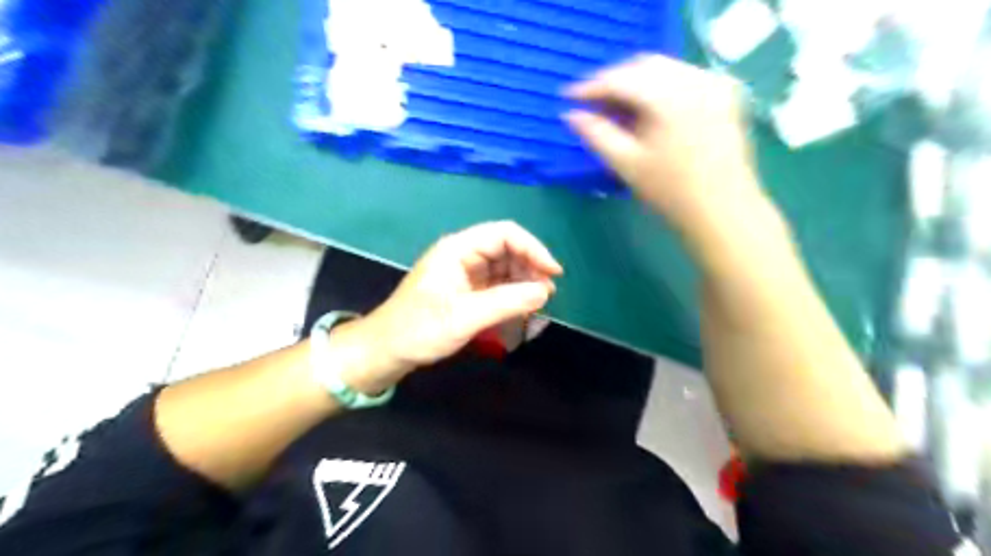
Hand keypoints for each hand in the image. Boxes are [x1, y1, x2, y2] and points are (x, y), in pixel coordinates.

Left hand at [335, 219, 559, 393]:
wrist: (386, 350)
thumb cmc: (419, 330)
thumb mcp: (465, 317)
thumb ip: (506, 302)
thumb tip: (545, 291)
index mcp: (457, 249)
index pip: (504, 234)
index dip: (533, 248)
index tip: (553, 273)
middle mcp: (462, 255)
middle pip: (506, 248)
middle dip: (530, 266)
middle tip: (547, 294)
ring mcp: (464, 272)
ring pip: (504, 266)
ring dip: (524, 281)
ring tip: (538, 302)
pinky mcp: (465, 289)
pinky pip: (496, 283)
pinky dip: (512, 293)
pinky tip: (522, 306)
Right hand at [561, 53, 760, 232]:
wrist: (723, 210)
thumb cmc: (671, 193)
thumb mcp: (627, 165)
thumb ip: (596, 135)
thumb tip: (571, 116)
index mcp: (670, 97)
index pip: (621, 79)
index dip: (591, 87)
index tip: (568, 97)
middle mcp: (695, 79)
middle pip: (643, 65)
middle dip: (613, 80)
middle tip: (591, 103)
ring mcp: (714, 84)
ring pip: (664, 68)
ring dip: (635, 81)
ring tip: (615, 106)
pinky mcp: (724, 93)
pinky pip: (684, 77)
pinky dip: (659, 86)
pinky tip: (648, 107)